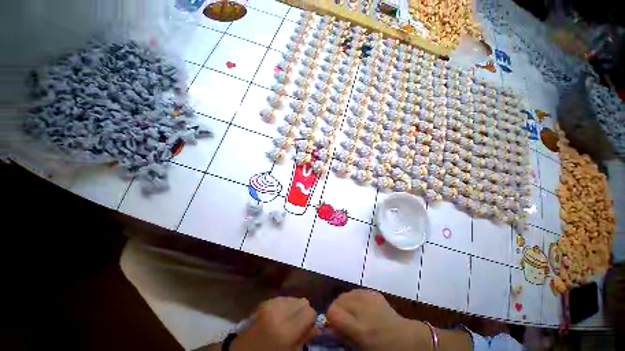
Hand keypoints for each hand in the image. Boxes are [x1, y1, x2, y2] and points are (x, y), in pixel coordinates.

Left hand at [230, 297, 318, 350]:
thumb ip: (304, 338)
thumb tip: (317, 327)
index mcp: (285, 330)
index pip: (310, 311)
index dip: (311, 321)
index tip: (307, 329)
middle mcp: (278, 312)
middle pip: (303, 301)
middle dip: (303, 313)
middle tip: (297, 326)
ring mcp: (270, 304)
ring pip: (294, 298)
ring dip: (294, 308)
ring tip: (287, 321)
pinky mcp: (265, 301)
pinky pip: (283, 298)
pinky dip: (285, 306)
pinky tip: (279, 317)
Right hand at [327, 289, 431, 350]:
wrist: (407, 340)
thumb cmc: (383, 350)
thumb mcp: (361, 350)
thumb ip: (344, 336)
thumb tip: (330, 328)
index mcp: (360, 329)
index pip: (333, 312)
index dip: (330, 318)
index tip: (334, 326)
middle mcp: (363, 310)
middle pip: (338, 300)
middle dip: (337, 310)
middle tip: (343, 321)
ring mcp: (369, 298)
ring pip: (346, 294)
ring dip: (345, 303)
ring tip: (352, 314)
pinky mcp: (374, 293)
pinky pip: (356, 291)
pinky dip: (354, 298)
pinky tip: (361, 308)